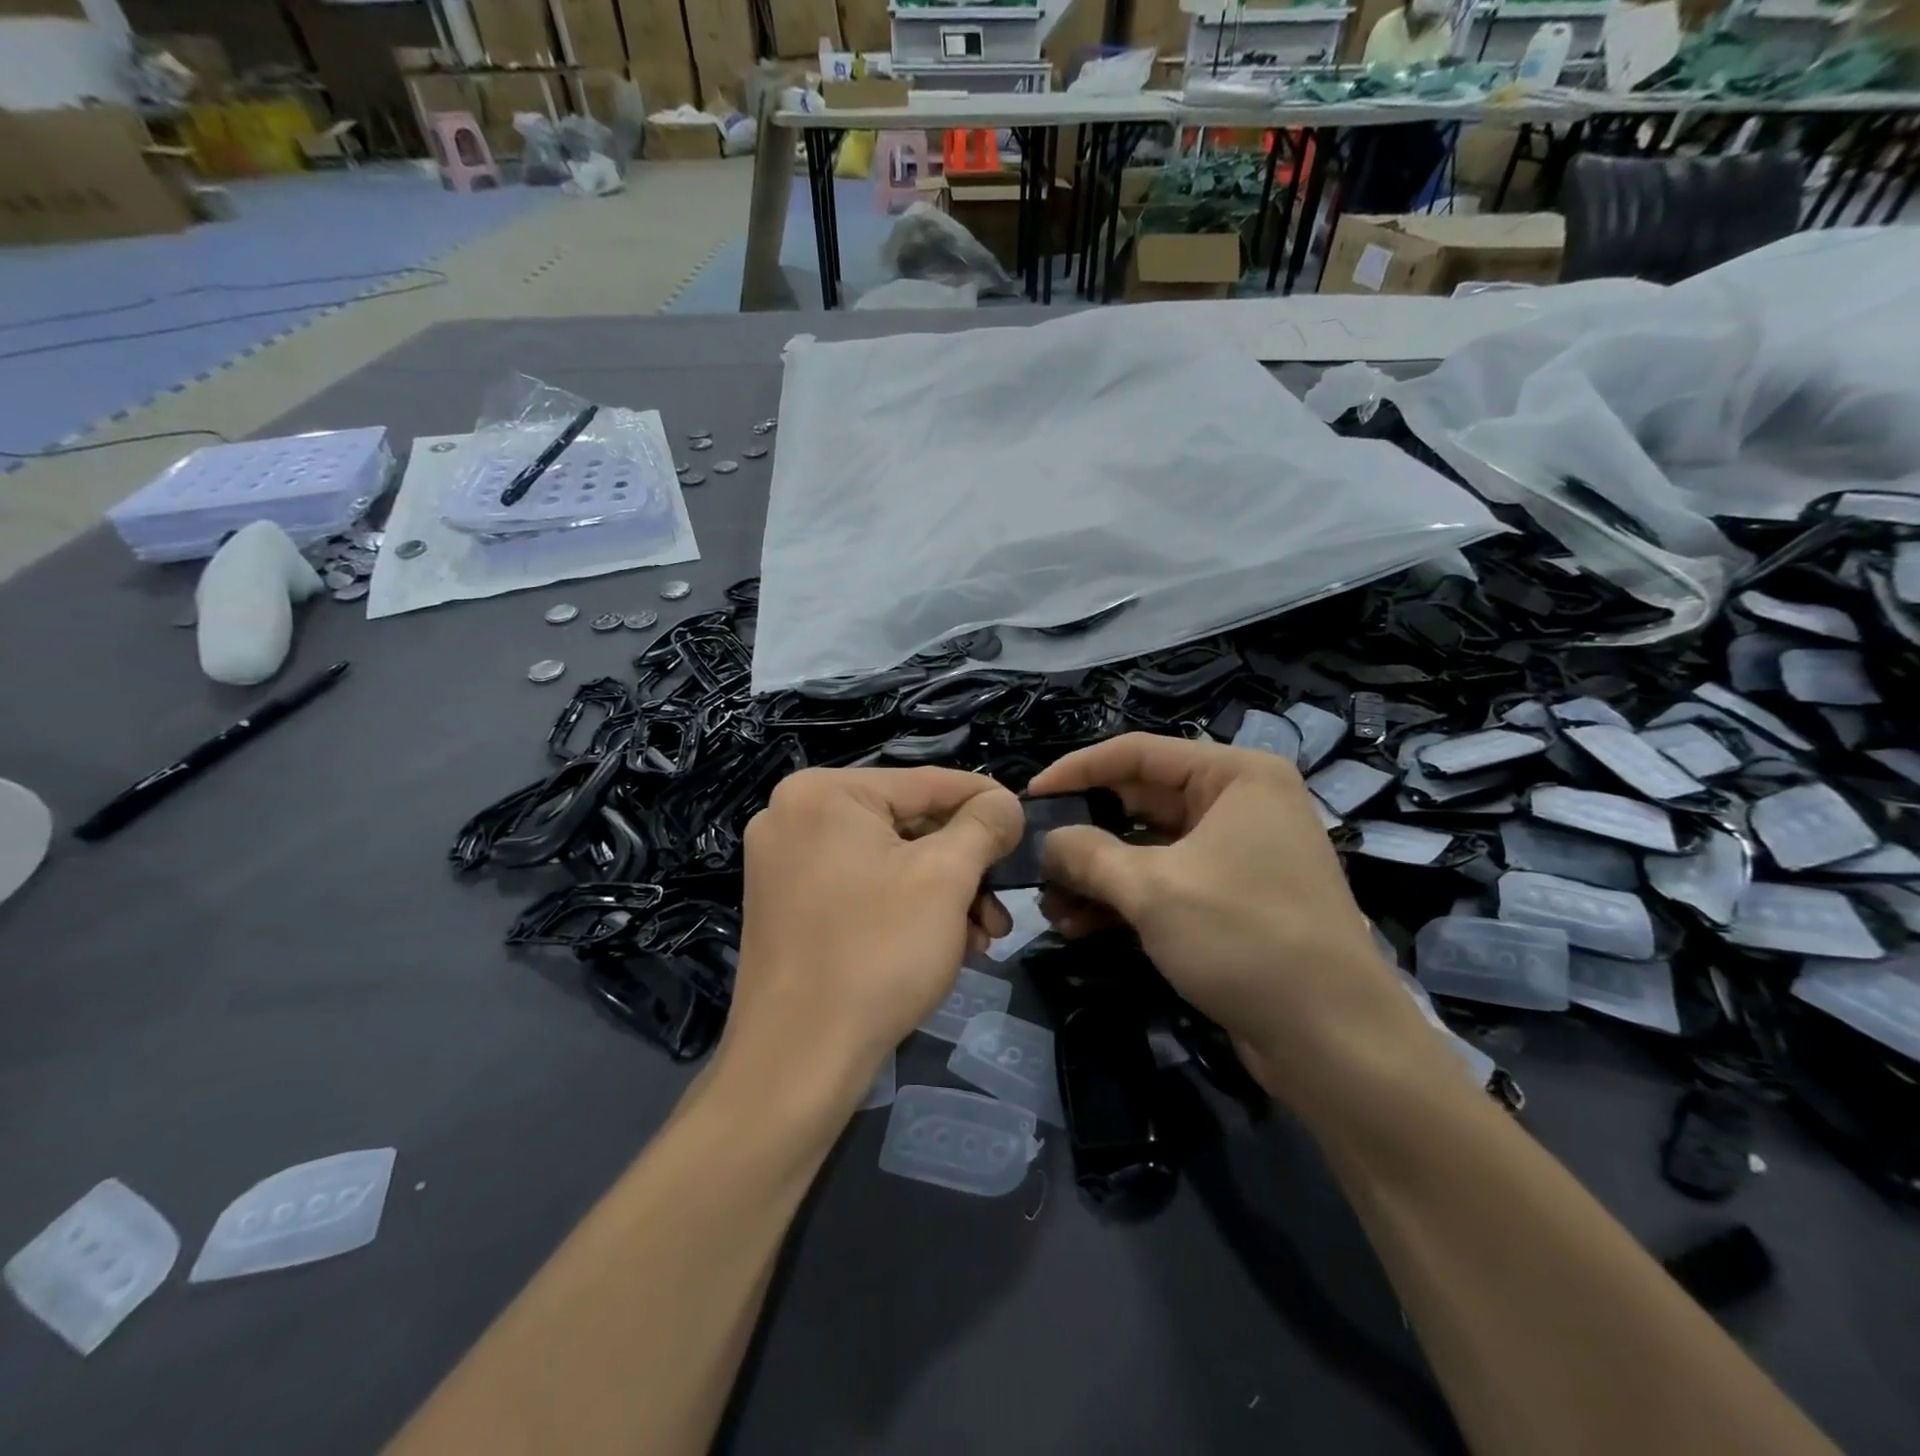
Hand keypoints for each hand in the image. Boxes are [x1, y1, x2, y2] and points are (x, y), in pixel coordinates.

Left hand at [721, 767, 1022, 1110]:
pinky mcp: (786, 906)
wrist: (797, 1062)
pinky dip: (904, 909)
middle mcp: (793, 816)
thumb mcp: (946, 878)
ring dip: (941, 895)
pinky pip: (860, 888)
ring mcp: (783, 863)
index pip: (925, 782)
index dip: (984, 801)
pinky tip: (942, 946)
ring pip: (887, 861)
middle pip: (906, 824)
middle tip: (1000, 906)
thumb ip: (983, 826)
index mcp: (823, 792)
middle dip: (963, 868)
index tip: (1024, 822)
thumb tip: (1005, 801)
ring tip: (980, 938)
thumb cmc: (877, 953)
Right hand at [1027, 733, 1427, 1100]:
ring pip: (1148, 847)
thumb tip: (1047, 842)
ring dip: (1098, 874)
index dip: (1077, 771)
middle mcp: (1239, 804)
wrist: (1334, 1041)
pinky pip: (1165, 882)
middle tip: (1034, 858)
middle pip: (1140, 801)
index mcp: (1235, 776)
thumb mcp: (1153, 889)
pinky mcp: (1230, 899)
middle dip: (1085, 834)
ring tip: (1050, 904)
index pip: (1138, 753)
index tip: (1029, 798)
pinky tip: (1079, 926)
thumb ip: (1088, 855)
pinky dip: (1124, 899)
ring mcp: (1236, 853)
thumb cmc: (1245, 938)